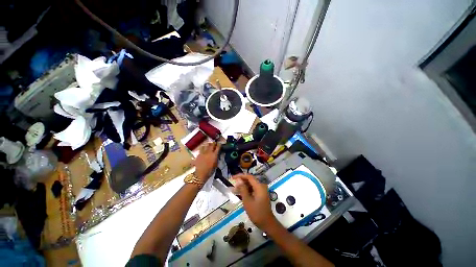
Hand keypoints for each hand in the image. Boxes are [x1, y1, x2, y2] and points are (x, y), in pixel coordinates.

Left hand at [193, 142, 219, 182]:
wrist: (200, 174)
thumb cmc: (210, 171)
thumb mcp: (216, 164)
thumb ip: (217, 158)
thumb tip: (218, 154)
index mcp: (214, 155)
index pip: (218, 147)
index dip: (219, 144)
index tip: (220, 144)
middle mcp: (209, 152)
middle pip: (212, 144)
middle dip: (214, 143)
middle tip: (215, 144)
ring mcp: (203, 152)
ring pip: (206, 145)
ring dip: (208, 145)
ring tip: (209, 145)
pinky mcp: (198, 154)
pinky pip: (201, 149)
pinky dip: (203, 148)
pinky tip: (204, 150)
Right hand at [231, 174, 276, 230]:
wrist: (267, 223)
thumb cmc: (256, 213)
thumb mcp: (247, 201)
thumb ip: (243, 189)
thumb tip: (238, 180)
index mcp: (259, 186)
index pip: (249, 176)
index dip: (240, 176)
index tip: (233, 178)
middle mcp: (261, 186)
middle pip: (250, 180)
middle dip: (241, 181)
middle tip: (233, 184)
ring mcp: (261, 190)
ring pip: (250, 185)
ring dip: (243, 186)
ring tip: (234, 189)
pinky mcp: (260, 194)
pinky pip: (252, 189)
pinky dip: (246, 190)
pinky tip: (240, 193)